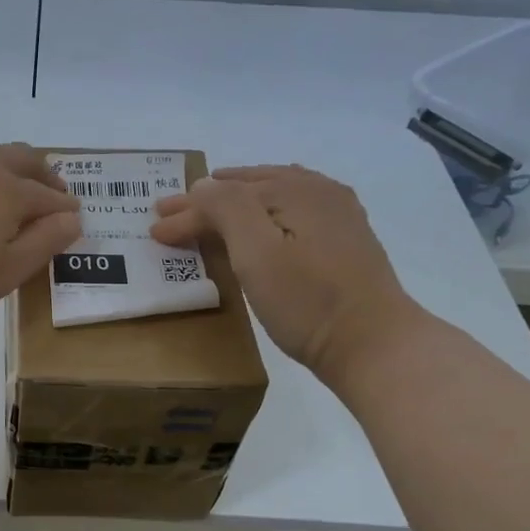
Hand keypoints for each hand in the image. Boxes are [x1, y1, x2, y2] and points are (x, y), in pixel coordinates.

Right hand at [151, 164, 423, 384]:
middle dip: (207, 200)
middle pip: (250, 188)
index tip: (155, 229)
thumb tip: (202, 186)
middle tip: (170, 210)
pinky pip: (293, 209)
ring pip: (275, 194)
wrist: (374, 345)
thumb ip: (226, 210)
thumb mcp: (257, 253)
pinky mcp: (346, 241)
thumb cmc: (307, 301)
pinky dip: (265, 209)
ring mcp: (338, 215)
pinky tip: (264, 216)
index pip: (226, 195)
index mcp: (295, 191)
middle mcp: (319, 192)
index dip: (188, 210)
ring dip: (237, 199)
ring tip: (212, 200)